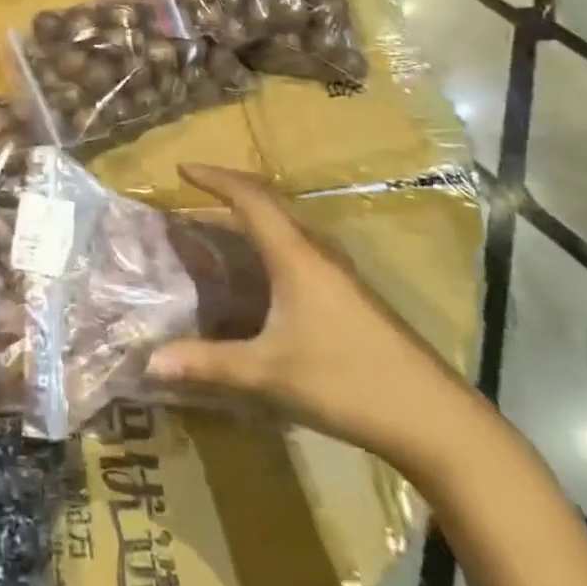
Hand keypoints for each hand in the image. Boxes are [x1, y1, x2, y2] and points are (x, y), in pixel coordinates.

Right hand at [148, 164, 477, 468]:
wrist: (435, 418)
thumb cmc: (346, 381)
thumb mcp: (269, 373)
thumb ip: (209, 363)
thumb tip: (151, 361)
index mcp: (295, 255)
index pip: (249, 198)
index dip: (215, 178)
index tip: (183, 167)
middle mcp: (318, 251)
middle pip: (271, 201)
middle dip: (232, 187)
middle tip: (198, 187)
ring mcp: (341, 272)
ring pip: (290, 223)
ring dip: (255, 211)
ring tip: (224, 220)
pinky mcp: (352, 294)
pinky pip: (302, 244)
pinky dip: (272, 237)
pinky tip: (265, 268)